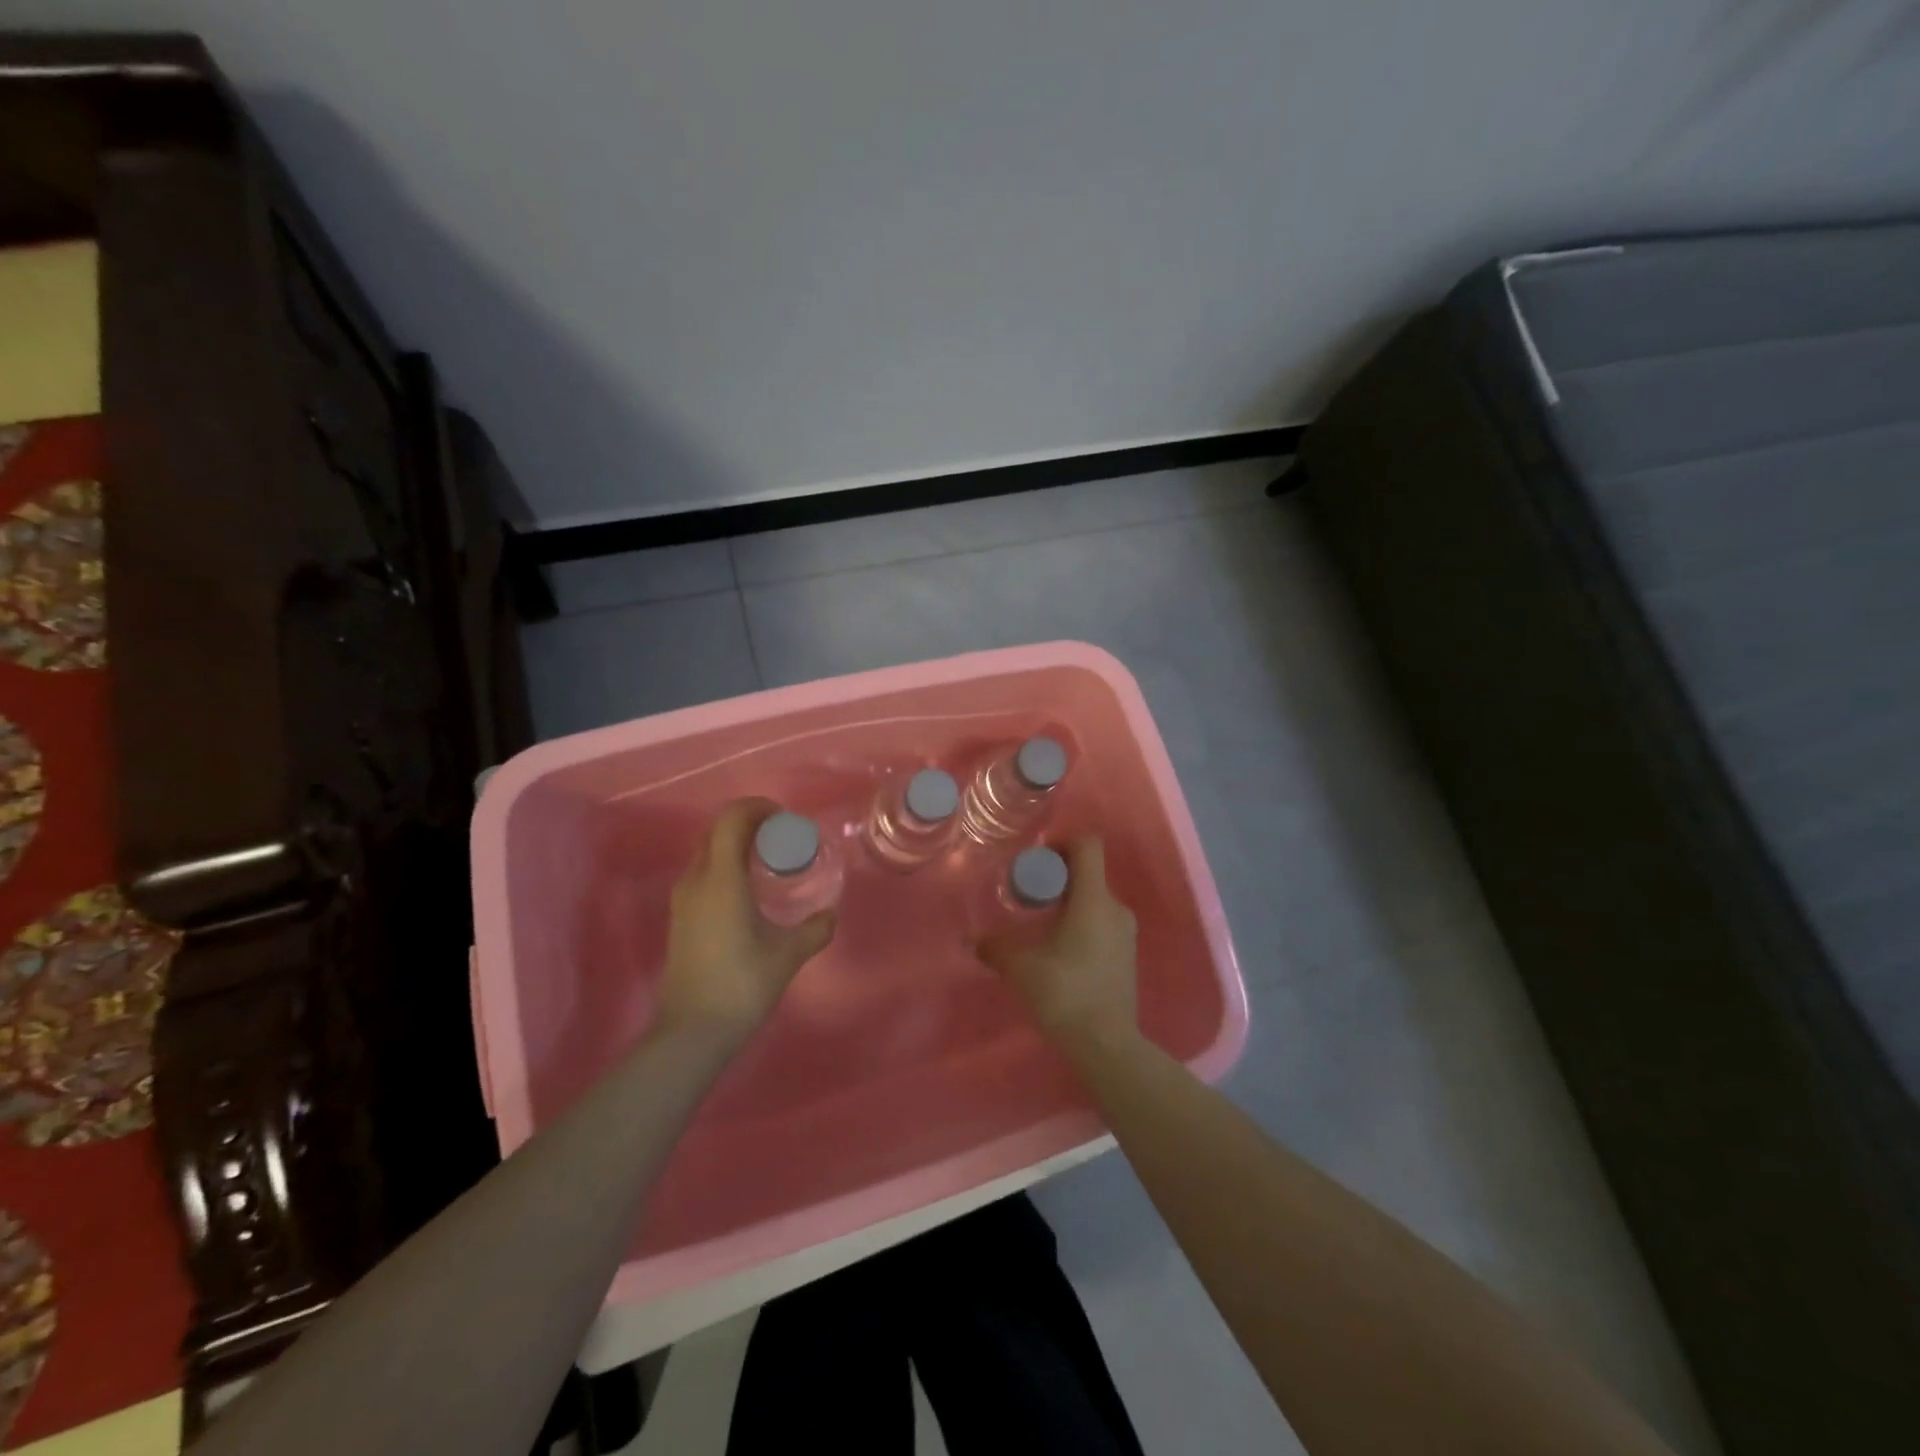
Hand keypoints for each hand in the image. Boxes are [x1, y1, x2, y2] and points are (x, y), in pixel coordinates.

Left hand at [657, 799, 835, 1042]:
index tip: (785, 819)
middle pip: (716, 830)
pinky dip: (725, 865)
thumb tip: (830, 915)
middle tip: (781, 837)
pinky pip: (703, 873)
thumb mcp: (788, 954)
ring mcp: (683, 899)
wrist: (693, 1031)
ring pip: (707, 851)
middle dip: (748, 823)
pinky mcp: (680, 917)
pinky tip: (749, 890)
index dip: (758, 808)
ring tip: (768, 861)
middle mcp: (696, 880)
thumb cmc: (743, 983)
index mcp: (721, 878)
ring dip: (735, 844)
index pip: (732, 819)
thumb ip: (815, 929)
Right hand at [979, 836, 1138, 1053]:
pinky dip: (1080, 922)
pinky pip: (1102, 922)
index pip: (1088, 845)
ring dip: (1069, 901)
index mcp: (1094, 899)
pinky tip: (1059, 949)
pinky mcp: (1127, 955)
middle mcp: (1115, 908)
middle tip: (1029, 892)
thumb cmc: (1065, 994)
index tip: (1038, 857)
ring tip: (1040, 922)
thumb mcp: (1021, 968)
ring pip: (1095, 899)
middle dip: (1059, 875)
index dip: (1063, 841)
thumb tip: (976, 941)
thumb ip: (996, 948)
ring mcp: (1126, 933)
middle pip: (1089, 872)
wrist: (1106, 1045)